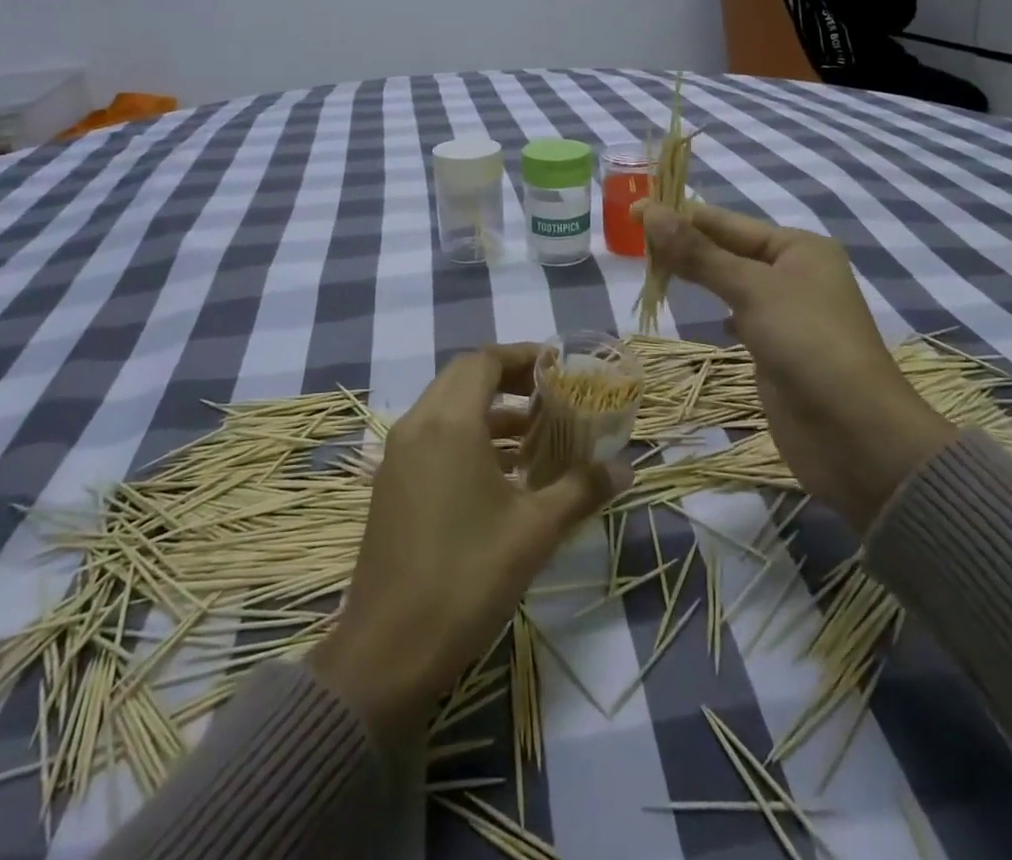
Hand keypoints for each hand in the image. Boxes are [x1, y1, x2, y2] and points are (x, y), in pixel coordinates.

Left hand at [308, 345, 624, 740]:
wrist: (386, 654)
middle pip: (464, 377)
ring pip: (446, 407)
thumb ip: (581, 490)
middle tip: (551, 394)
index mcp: (449, 423)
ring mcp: (398, 456)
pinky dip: (468, 436)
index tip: (560, 367)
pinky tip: (502, 472)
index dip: (524, 356)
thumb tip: (624, 468)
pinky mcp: (392, 485)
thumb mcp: (534, 532)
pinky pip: (433, 436)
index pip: (485, 361)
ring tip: (535, 432)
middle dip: (508, 378)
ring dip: (489, 409)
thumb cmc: (466, 578)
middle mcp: (417, 426)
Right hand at [640, 203, 953, 532]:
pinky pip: (739, 316)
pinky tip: (705, 318)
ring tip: (652, 270)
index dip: (679, 215)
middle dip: (684, 244)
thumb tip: (649, 211)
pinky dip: (718, 312)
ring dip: (697, 275)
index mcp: (798, 247)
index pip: (726, 221)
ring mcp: (787, 313)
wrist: (854, 435)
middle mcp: (794, 273)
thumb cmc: (808, 345)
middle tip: (633, 242)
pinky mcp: (778, 350)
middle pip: (727, 248)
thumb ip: (699, 253)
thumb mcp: (752, 290)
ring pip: (730, 283)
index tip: (632, 211)